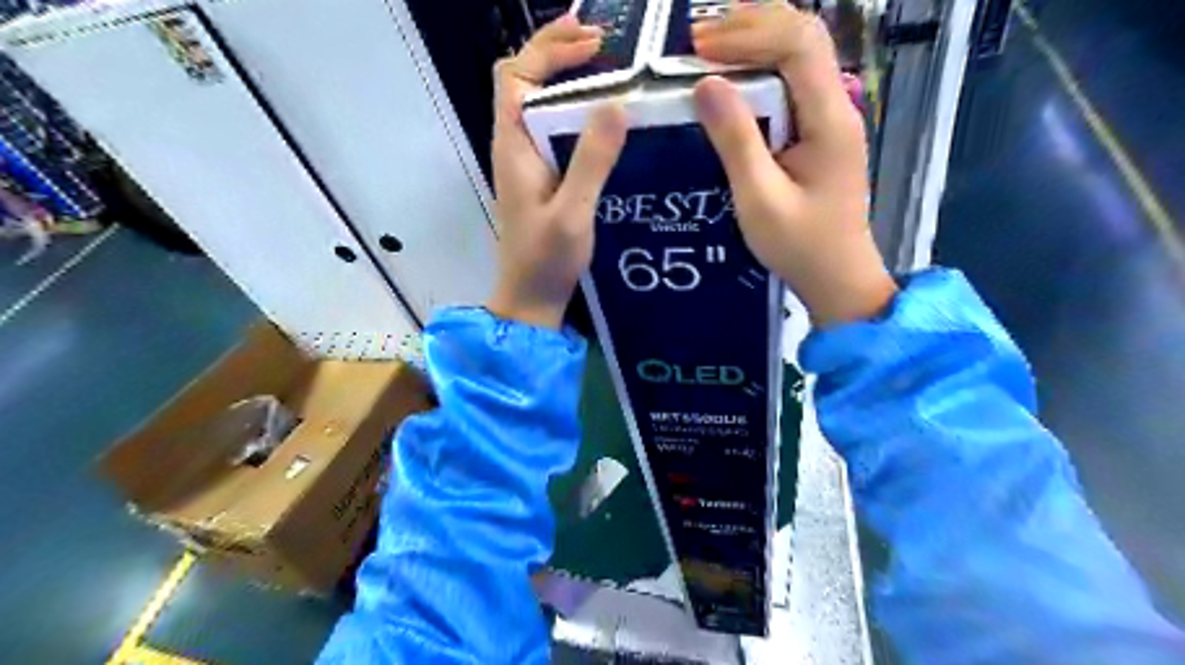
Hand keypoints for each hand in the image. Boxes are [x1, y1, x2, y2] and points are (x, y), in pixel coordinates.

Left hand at [486, 14, 629, 326]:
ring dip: (569, 80)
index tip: (592, 42)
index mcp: (513, 146)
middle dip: (559, 52)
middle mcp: (515, 145)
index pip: (515, 75)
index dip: (548, 49)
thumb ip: (591, 161)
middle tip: (605, 44)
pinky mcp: (541, 177)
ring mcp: (527, 161)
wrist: (531, 298)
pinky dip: (576, 111)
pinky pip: (555, 129)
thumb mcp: (573, 212)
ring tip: (611, 70)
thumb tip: (617, 104)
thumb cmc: (546, 260)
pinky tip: (606, 119)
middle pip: (525, 80)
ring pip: (541, 104)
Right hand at [692, 2, 892, 325]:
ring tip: (708, 51)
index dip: (748, 34)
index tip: (699, 49)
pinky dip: (759, 72)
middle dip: (750, 28)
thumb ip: (735, 140)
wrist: (836, 277)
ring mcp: (831, 117)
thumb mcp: (759, 198)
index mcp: (830, 119)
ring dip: (754, 44)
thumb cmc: (799, 245)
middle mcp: (837, 106)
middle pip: (802, 37)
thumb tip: (705, 84)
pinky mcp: (819, 132)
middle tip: (697, 41)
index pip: (798, 44)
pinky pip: (792, 84)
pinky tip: (732, 81)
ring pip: (798, 56)